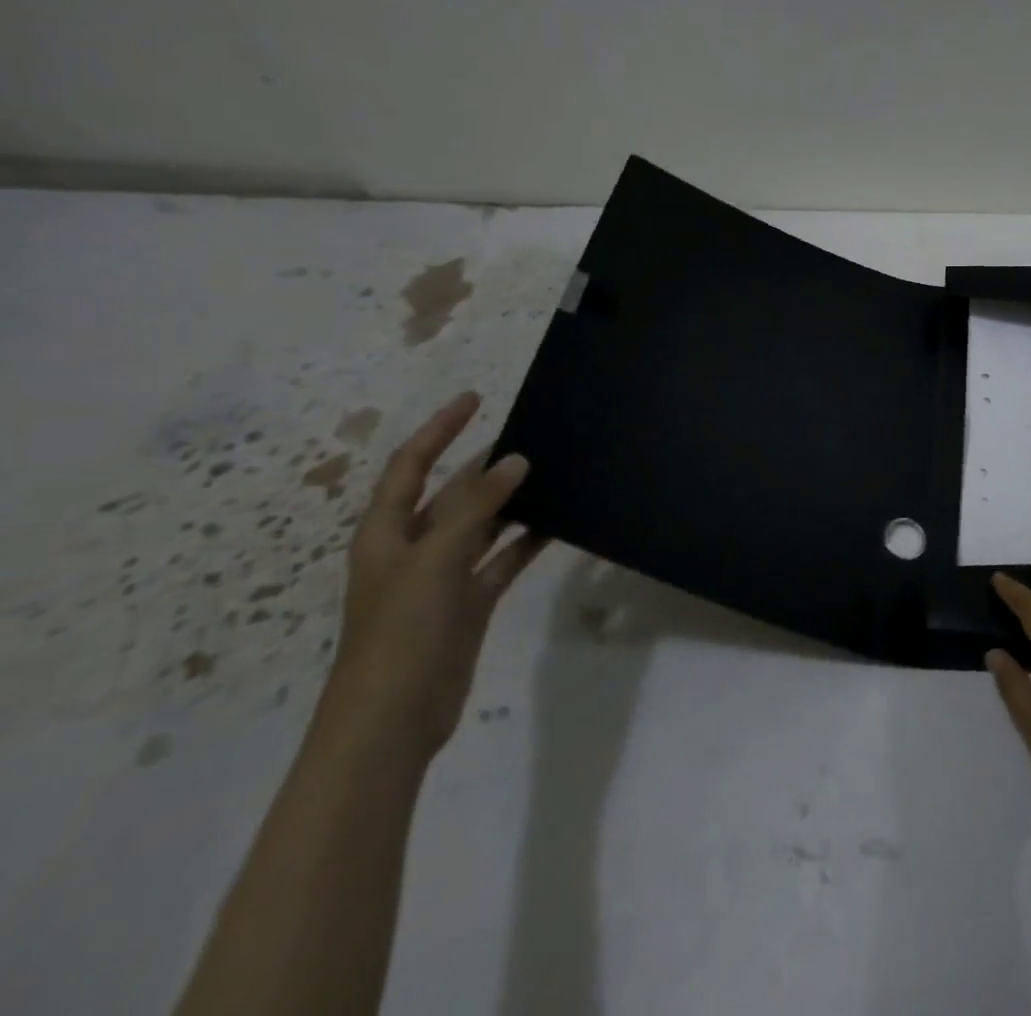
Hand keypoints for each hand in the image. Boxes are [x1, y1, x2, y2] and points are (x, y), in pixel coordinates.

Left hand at [318, 392, 546, 761]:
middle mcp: (413, 548)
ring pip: (482, 524)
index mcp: (386, 533)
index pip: (411, 466)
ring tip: (552, 472)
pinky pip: (502, 558)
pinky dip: (526, 540)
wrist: (393, 720)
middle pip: (451, 493)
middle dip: (485, 465)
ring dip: (510, 501)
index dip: (439, 429)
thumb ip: (476, 507)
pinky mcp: (469, 602)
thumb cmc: (400, 634)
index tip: (476, 398)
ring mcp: (442, 577)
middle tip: (532, 435)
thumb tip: (516, 459)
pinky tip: (557, 523)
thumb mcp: (434, 561)